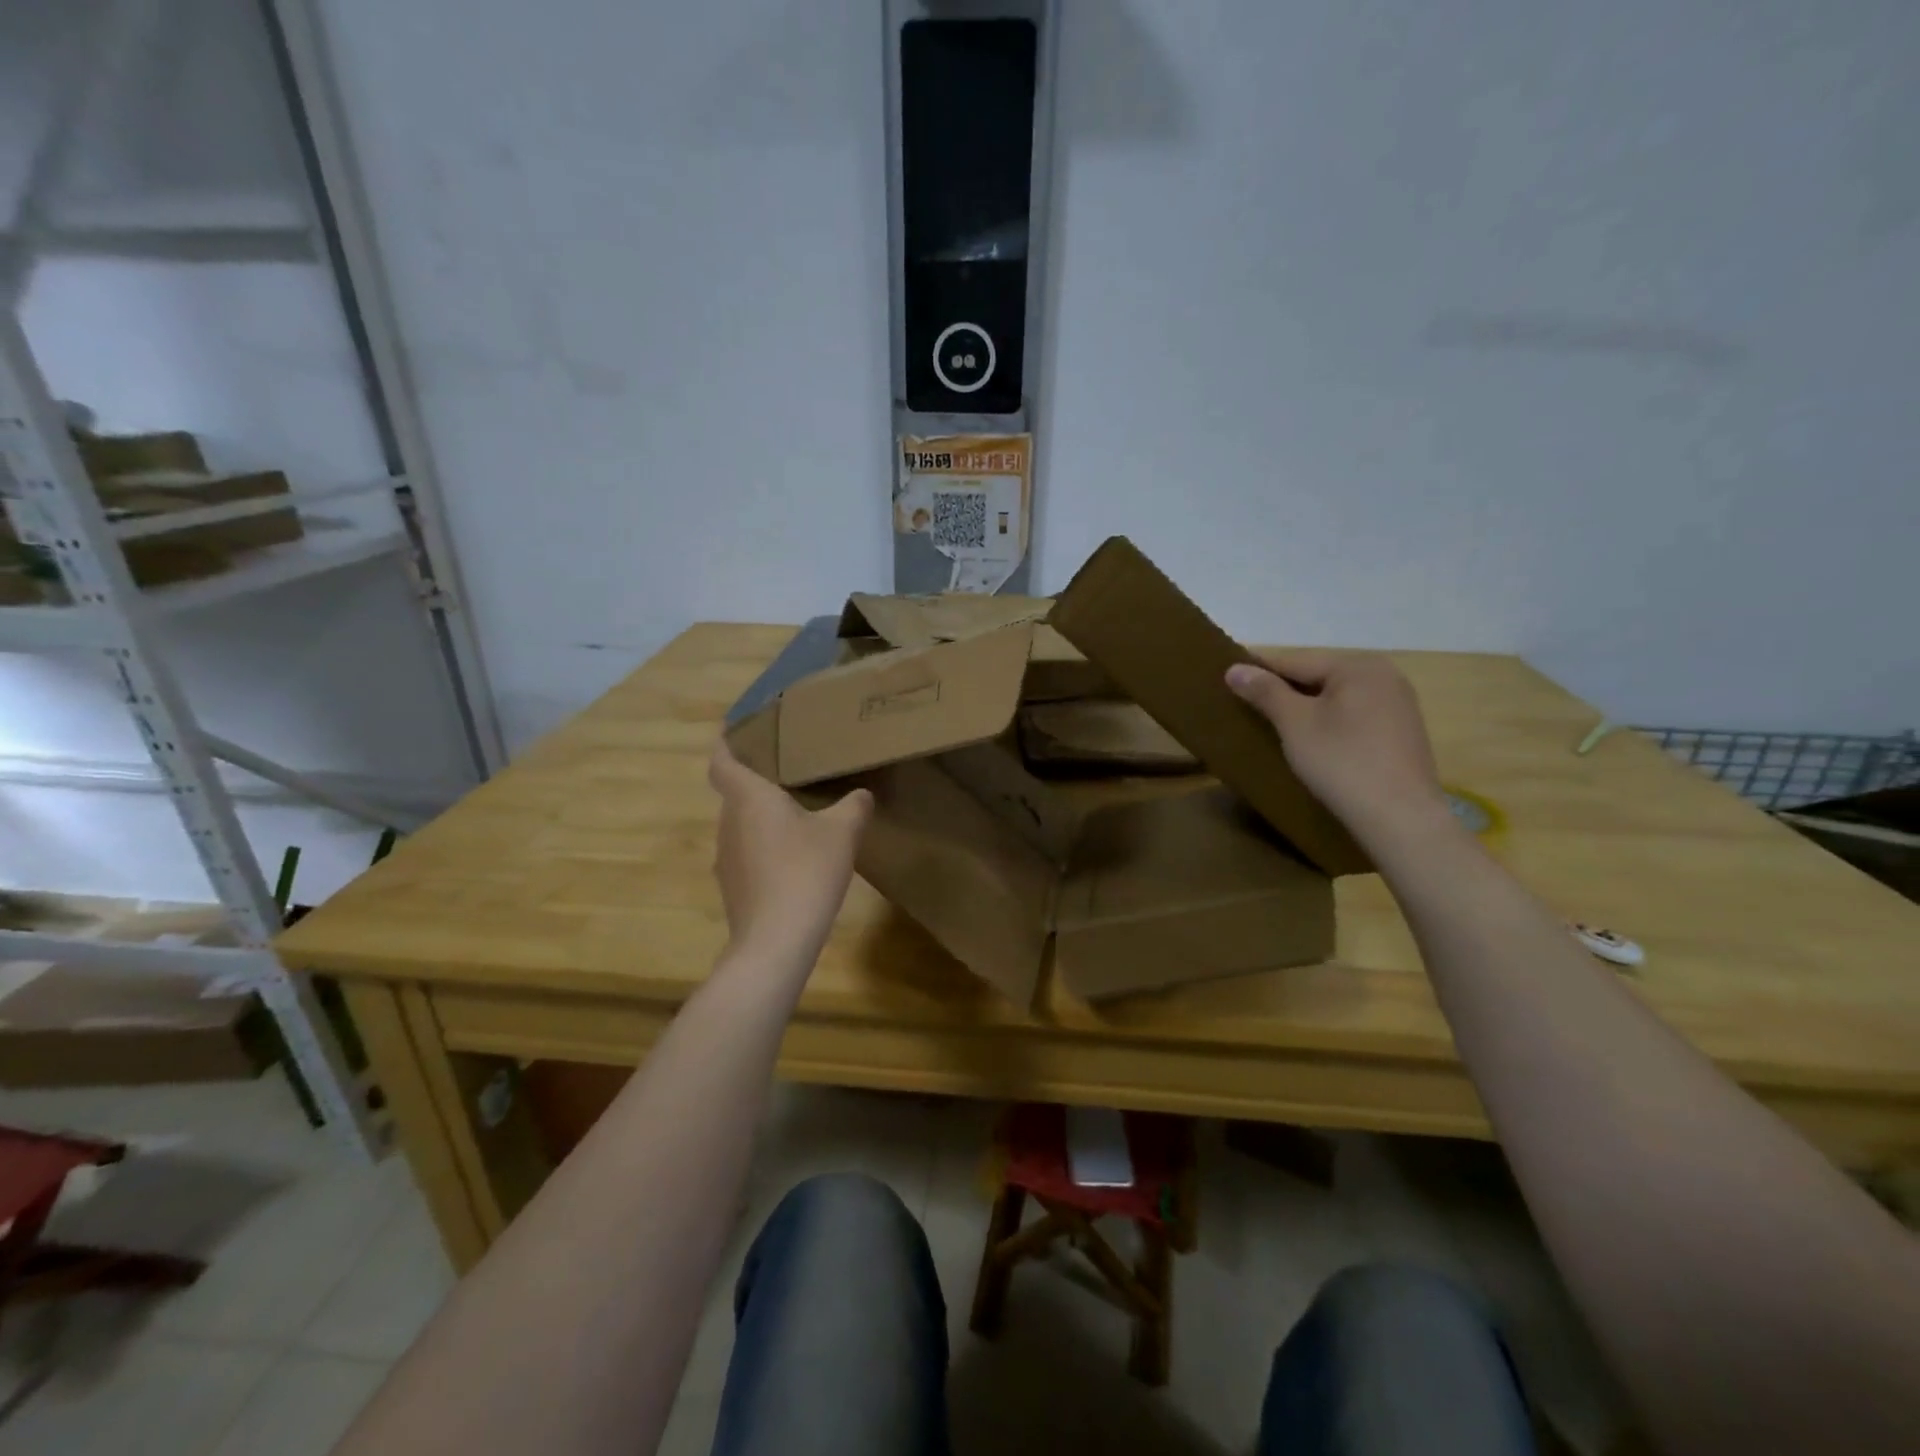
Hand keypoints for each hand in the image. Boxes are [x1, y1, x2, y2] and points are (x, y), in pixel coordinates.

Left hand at [708, 741, 873, 959]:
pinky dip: (765, 847)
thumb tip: (861, 794)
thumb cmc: (806, 871)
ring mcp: (726, 858)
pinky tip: (794, 858)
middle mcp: (729, 823)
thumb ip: (854, 806)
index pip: (723, 761)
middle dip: (758, 781)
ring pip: (742, 825)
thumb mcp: (843, 832)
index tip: (736, 731)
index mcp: (748, 798)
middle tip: (790, 771)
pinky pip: (748, 853)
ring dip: (763, 818)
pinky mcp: (733, 887)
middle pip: (735, 793)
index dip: (726, 743)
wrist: (776, 940)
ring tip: (797, 814)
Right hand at [1225, 650, 1449, 844]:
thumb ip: (1265, 692)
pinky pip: (1355, 715)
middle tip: (1248, 705)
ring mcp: (1399, 704)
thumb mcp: (1294, 724)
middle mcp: (1384, 675)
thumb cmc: (1341, 762)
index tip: (1228, 678)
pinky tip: (1314, 741)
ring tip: (1276, 724)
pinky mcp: (1403, 732)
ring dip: (1307, 707)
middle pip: (1319, 676)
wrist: (1400, 817)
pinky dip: (1330, 721)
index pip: (1295, 661)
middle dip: (1284, 690)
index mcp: (1357, 666)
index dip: (1259, 670)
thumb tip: (1234, 668)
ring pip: (1337, 697)